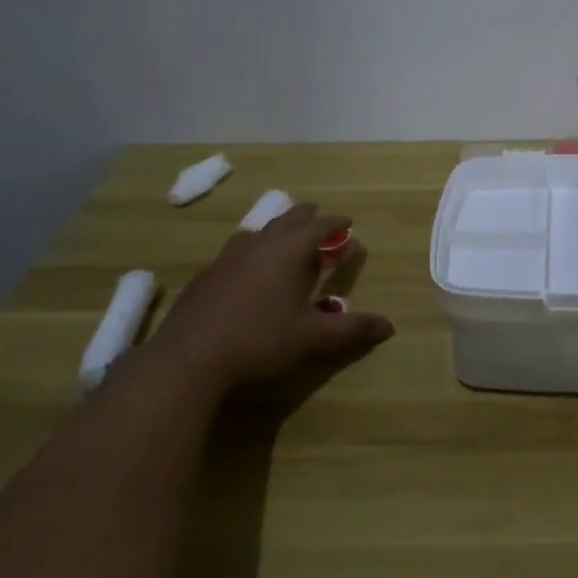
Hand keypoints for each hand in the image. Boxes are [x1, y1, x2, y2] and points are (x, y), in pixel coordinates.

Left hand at [145, 202, 394, 391]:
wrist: (188, 359)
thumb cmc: (260, 341)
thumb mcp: (313, 337)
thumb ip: (352, 329)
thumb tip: (389, 326)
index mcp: (288, 250)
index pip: (319, 226)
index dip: (336, 223)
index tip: (348, 223)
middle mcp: (259, 244)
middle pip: (287, 219)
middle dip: (307, 218)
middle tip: (320, 220)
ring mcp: (228, 257)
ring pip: (259, 232)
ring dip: (278, 232)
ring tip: (286, 242)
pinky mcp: (206, 275)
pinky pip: (238, 251)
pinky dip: (254, 252)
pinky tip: (250, 273)